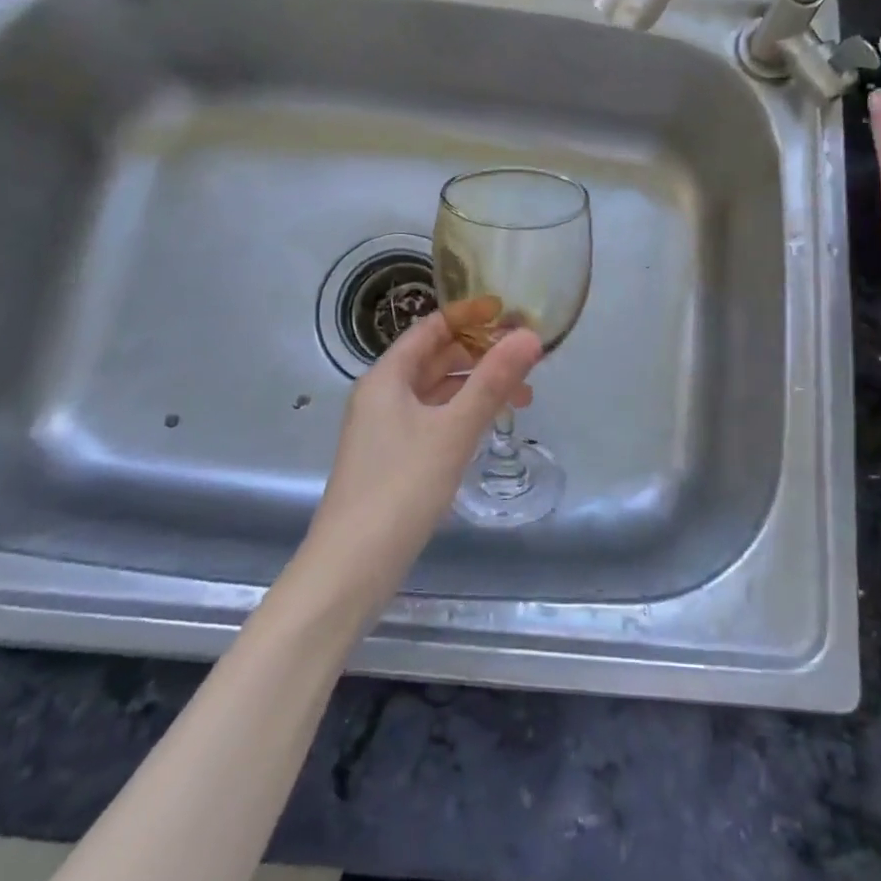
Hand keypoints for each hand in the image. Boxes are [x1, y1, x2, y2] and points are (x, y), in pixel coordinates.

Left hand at [299, 305, 542, 613]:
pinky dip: (462, 414)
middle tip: (527, 359)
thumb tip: (530, 336)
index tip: (510, 313)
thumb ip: (493, 381)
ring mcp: (385, 429)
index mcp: (387, 377)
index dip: (470, 315)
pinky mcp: (392, 458)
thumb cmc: (401, 487)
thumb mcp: (453, 430)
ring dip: (476, 387)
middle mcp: (382, 395)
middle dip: (481, 354)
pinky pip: (433, 419)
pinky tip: (488, 427)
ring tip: (522, 397)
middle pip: (435, 357)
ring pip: (437, 391)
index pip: (431, 328)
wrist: (351, 568)